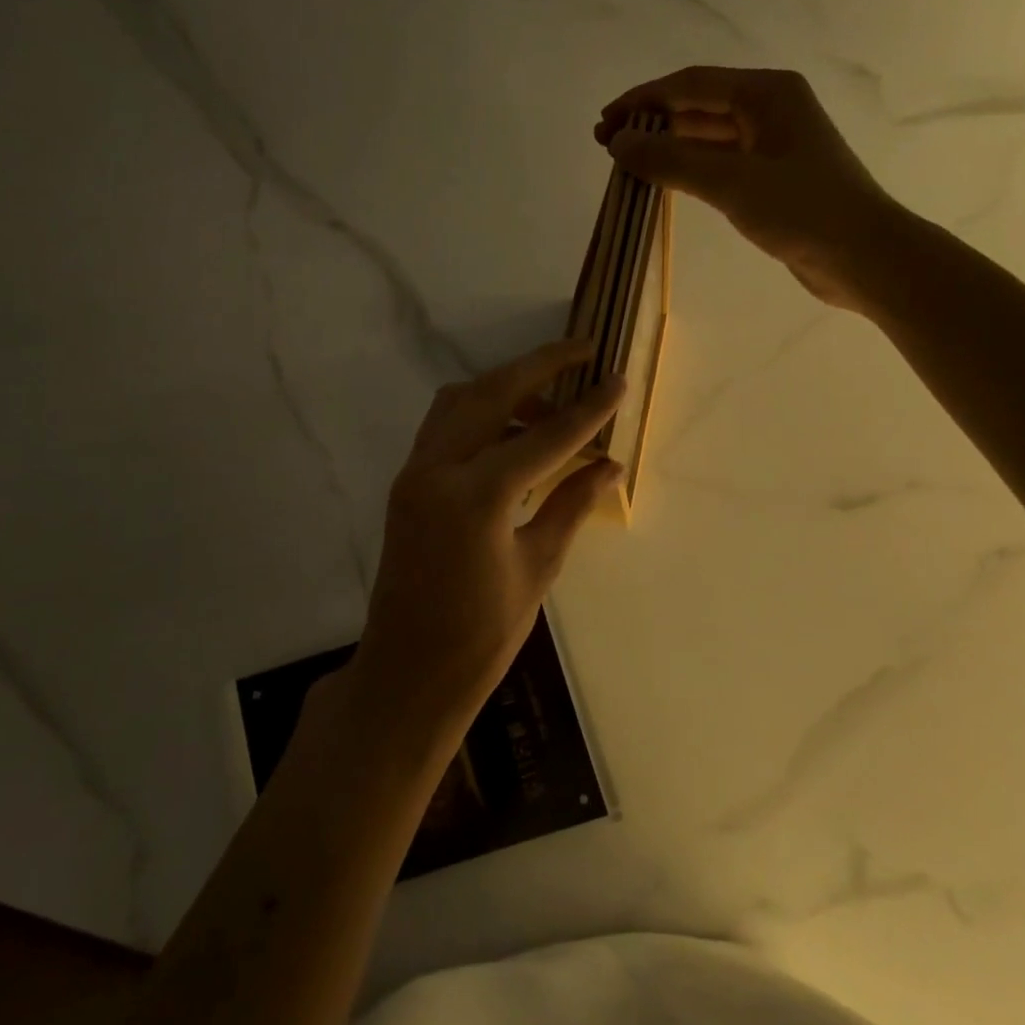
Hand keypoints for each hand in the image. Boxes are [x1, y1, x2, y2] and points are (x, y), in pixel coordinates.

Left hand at [348, 338, 625, 742]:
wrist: (408, 673)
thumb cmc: (480, 636)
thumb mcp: (537, 568)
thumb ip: (571, 505)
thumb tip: (610, 466)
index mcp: (476, 497)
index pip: (544, 437)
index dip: (587, 410)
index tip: (617, 380)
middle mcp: (437, 470)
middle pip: (492, 392)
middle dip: (540, 365)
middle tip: (583, 351)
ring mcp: (415, 473)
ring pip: (461, 400)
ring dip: (507, 387)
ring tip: (552, 403)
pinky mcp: (407, 483)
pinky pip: (445, 426)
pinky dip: (481, 413)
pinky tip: (514, 433)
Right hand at [595, 66, 892, 308]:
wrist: (863, 256)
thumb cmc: (802, 210)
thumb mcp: (730, 183)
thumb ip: (671, 161)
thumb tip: (618, 144)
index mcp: (766, 93)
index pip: (690, 85)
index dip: (642, 101)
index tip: (604, 123)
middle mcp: (770, 108)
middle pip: (698, 107)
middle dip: (652, 123)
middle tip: (607, 146)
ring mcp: (773, 144)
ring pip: (708, 136)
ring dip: (668, 147)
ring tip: (627, 164)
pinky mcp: (774, 177)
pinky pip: (721, 163)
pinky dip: (690, 168)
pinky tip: (665, 181)